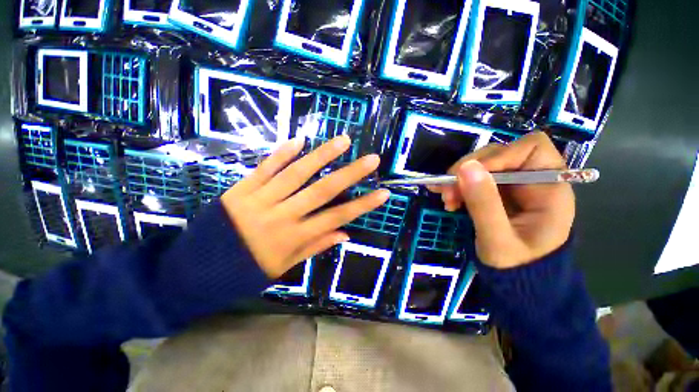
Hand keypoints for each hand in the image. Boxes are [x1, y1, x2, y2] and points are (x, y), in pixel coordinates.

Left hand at [221, 135, 389, 277]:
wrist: (197, 269)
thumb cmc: (246, 270)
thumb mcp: (284, 267)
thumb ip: (315, 246)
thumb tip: (345, 233)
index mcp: (294, 238)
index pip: (337, 217)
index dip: (362, 206)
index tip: (383, 193)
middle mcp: (282, 216)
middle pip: (322, 191)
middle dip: (350, 174)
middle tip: (371, 159)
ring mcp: (261, 199)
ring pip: (297, 174)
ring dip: (322, 156)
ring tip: (342, 141)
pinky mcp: (242, 189)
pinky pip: (266, 168)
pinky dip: (283, 153)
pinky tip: (300, 140)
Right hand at [428, 132, 574, 268]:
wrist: (518, 283)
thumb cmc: (516, 266)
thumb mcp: (498, 239)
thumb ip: (484, 204)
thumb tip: (466, 167)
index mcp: (549, 188)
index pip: (530, 148)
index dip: (498, 155)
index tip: (469, 174)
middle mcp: (532, 180)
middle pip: (499, 154)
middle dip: (468, 170)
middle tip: (447, 192)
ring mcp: (512, 186)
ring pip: (481, 165)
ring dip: (458, 179)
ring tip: (447, 200)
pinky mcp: (495, 193)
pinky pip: (473, 179)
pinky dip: (457, 186)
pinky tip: (447, 198)